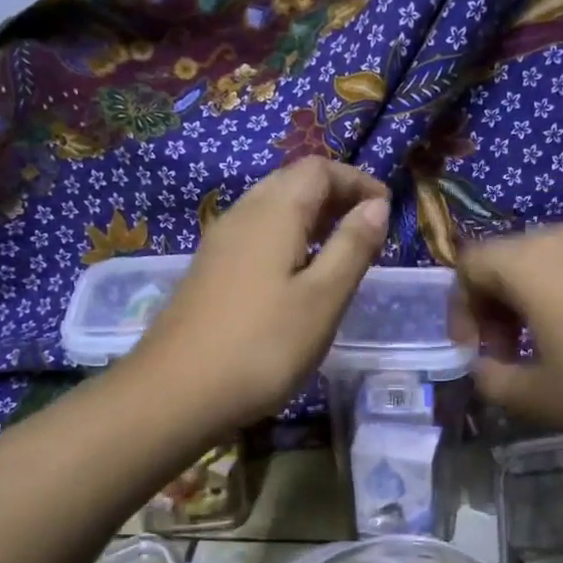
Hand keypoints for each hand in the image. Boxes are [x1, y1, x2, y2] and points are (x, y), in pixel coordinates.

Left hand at [127, 158, 389, 428]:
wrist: (176, 393)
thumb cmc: (263, 345)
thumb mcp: (323, 298)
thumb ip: (352, 247)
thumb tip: (377, 205)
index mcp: (273, 213)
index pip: (318, 169)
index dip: (356, 180)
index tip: (386, 208)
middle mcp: (241, 215)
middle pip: (291, 183)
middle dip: (334, 195)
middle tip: (367, 227)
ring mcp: (219, 245)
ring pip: (270, 209)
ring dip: (310, 217)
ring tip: (340, 250)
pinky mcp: (208, 273)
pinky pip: (255, 236)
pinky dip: (287, 239)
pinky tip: (297, 276)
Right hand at [451, 217, 562, 454]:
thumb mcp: (537, 398)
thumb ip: (491, 378)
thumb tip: (485, 364)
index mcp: (531, 261)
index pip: (469, 265)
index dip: (460, 310)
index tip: (477, 353)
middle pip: (510, 258)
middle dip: (497, 305)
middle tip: (512, 354)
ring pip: (553, 259)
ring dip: (537, 298)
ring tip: (556, 345)